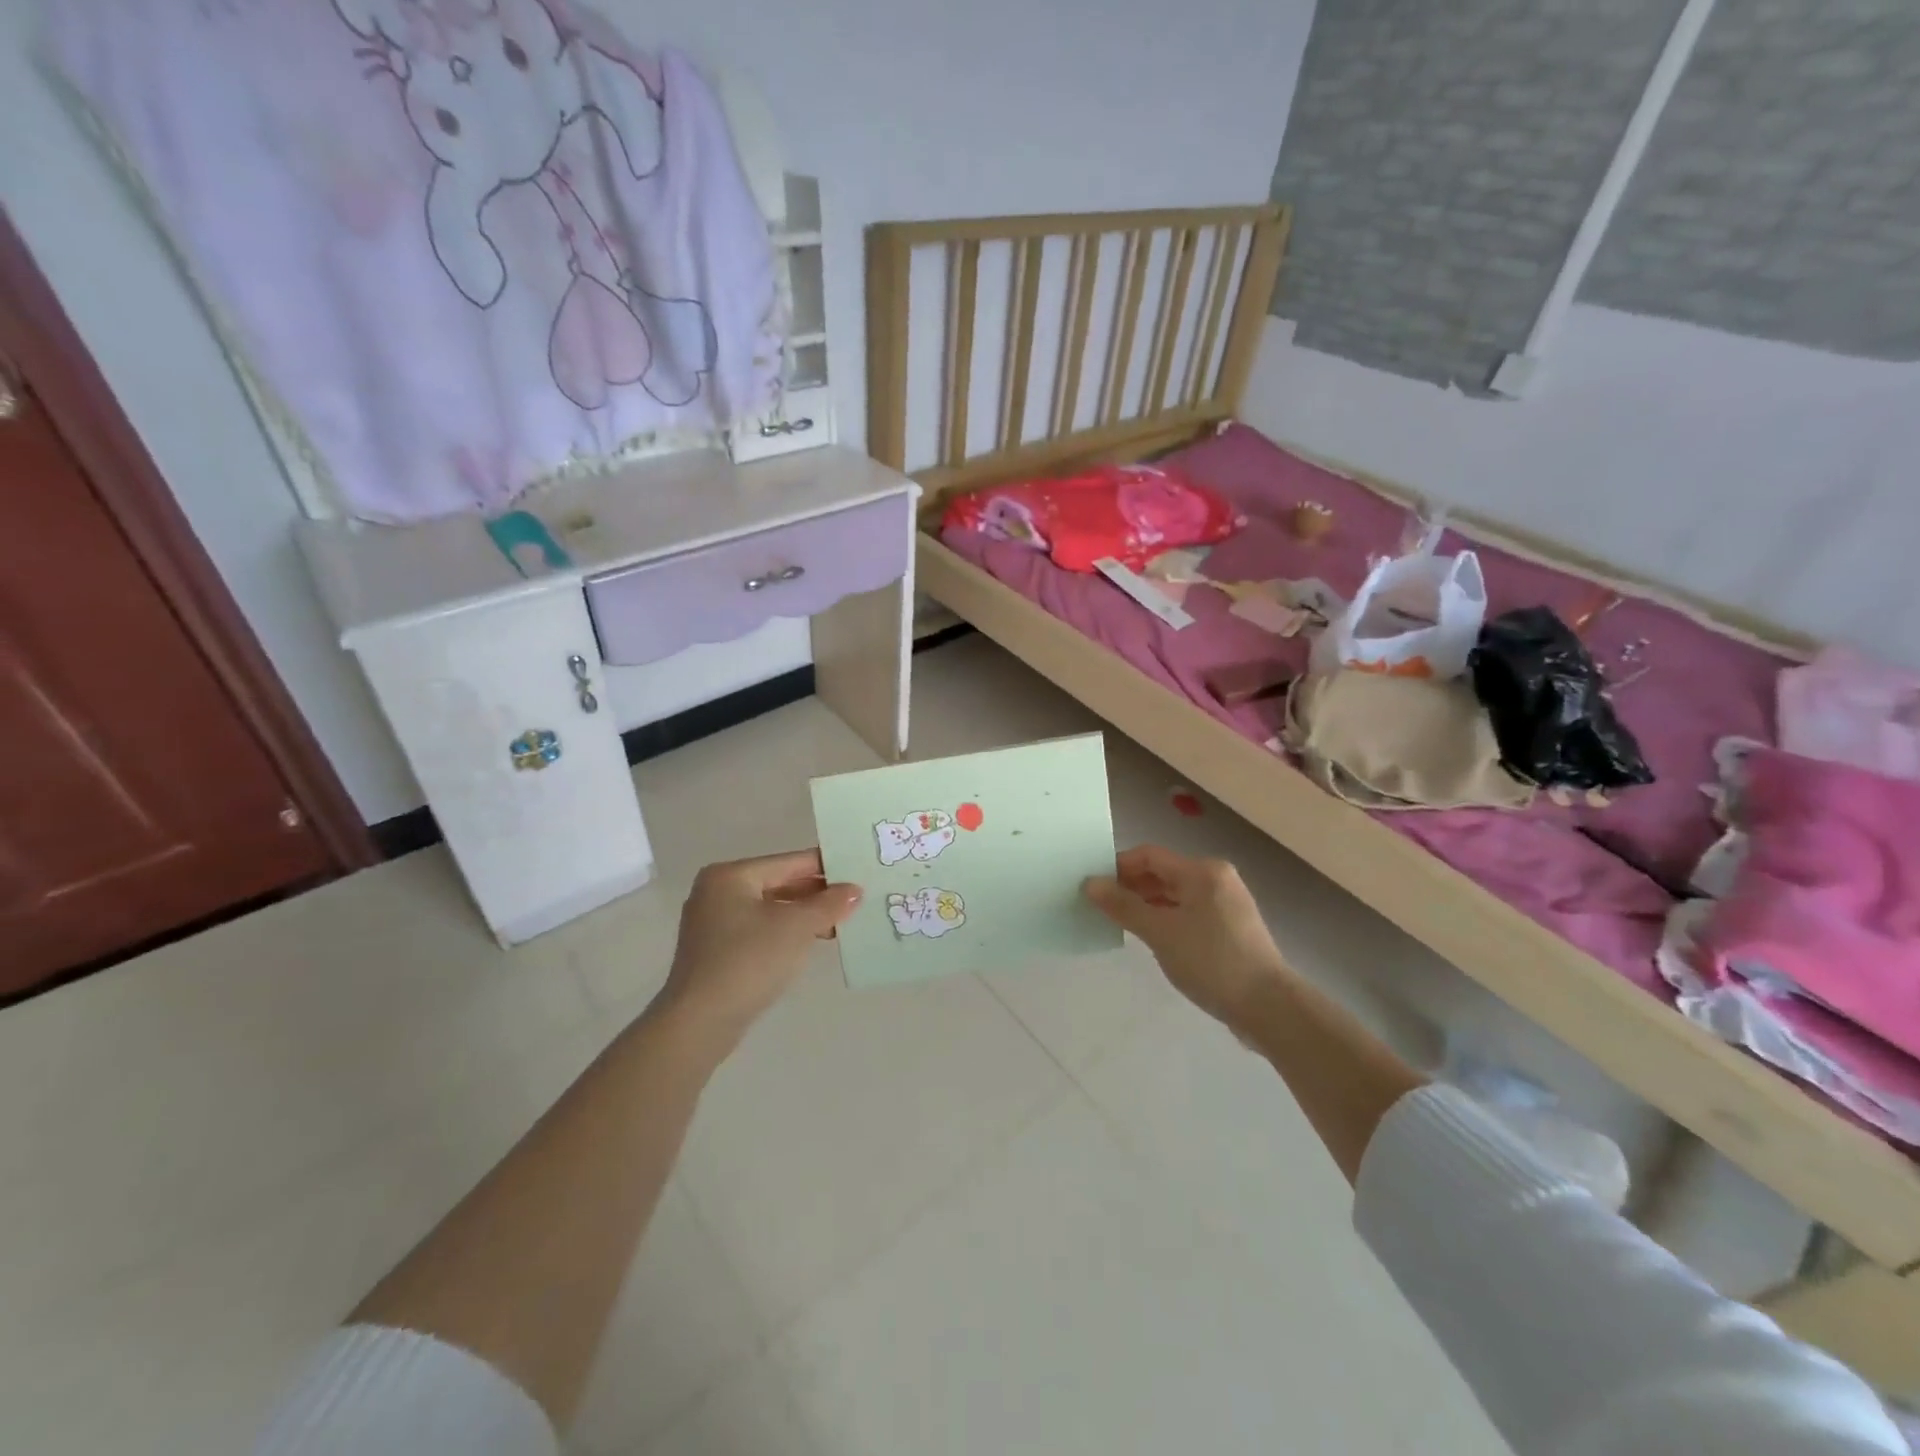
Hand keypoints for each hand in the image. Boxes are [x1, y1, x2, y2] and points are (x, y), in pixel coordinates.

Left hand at [655, 850, 860, 1049]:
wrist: (699, 1023)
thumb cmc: (749, 961)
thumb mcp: (796, 927)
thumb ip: (828, 904)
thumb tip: (854, 889)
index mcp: (731, 875)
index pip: (789, 862)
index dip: (826, 866)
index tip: (859, 871)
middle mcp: (718, 892)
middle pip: (779, 883)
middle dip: (817, 893)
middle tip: (856, 898)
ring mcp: (714, 923)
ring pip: (771, 909)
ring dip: (805, 915)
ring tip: (842, 921)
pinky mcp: (717, 952)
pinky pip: (760, 930)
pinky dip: (787, 933)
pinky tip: (813, 941)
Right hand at [1083, 845, 1289, 1026]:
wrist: (1268, 1006)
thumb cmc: (1211, 961)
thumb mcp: (1160, 932)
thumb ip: (1123, 906)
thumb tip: (1090, 884)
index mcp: (1201, 871)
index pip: (1148, 855)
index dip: (1117, 867)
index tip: (1092, 887)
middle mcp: (1216, 878)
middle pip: (1162, 873)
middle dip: (1131, 887)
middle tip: (1101, 907)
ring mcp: (1226, 903)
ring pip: (1175, 894)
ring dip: (1147, 904)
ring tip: (1121, 924)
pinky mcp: (1230, 927)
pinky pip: (1188, 912)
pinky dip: (1166, 918)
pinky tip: (1152, 937)